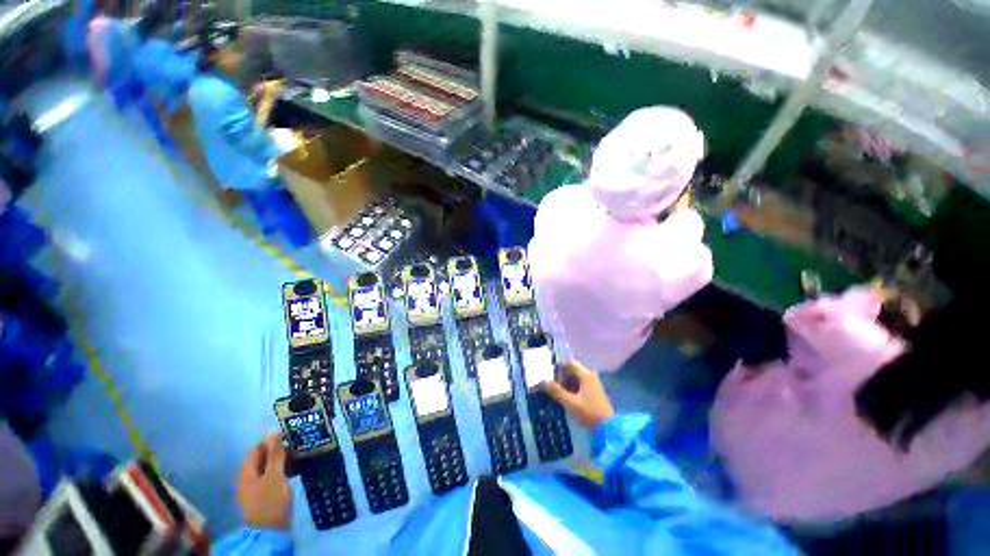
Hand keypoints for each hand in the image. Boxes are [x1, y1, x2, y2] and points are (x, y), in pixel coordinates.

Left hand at [237, 434, 291, 530]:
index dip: (271, 441)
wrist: (269, 531)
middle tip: (295, 446)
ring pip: (266, 468)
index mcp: (247, 472)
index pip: (256, 449)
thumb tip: (272, 432)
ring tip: (297, 457)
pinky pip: (269, 477)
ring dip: (280, 461)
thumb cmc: (271, 500)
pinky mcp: (262, 496)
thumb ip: (275, 454)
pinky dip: (280, 471)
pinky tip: (291, 471)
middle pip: (260, 458)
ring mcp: (253, 488)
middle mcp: (247, 478)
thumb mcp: (275, 475)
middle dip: (277, 451)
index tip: (289, 437)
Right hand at [540, 361, 615, 429]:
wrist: (609, 430)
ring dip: (566, 384)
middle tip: (551, 386)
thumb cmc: (589, 413)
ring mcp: (593, 385)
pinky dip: (572, 389)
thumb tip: (541, 381)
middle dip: (561, 377)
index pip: (569, 363)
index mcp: (586, 375)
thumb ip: (555, 391)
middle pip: (572, 371)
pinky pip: (580, 386)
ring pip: (576, 379)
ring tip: (556, 393)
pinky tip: (566, 398)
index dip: (558, 368)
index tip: (549, 376)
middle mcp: (590, 376)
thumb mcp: (570, 402)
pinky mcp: (594, 393)